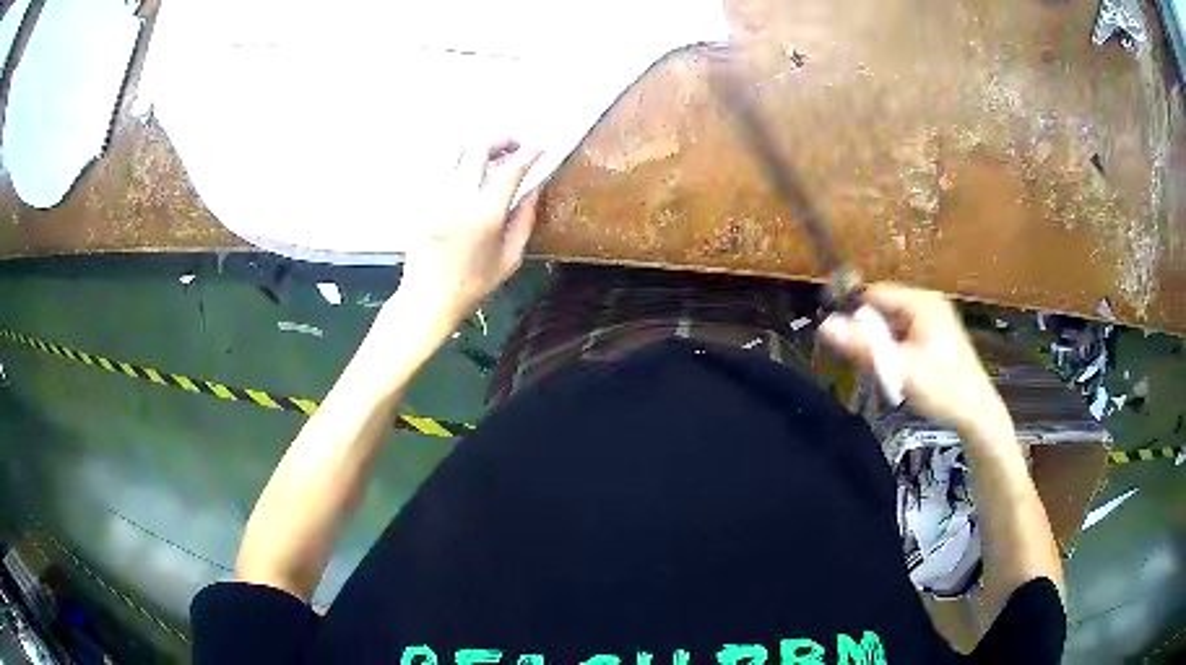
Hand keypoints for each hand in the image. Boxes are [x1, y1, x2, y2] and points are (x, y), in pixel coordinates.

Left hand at [395, 140, 541, 332]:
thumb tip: (533, 191)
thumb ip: (524, 221)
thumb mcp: (509, 259)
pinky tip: (471, 174)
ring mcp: (437, 196)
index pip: (510, 170)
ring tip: (493, 157)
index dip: (528, 154)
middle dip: (501, 140)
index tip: (540, 149)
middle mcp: (459, 197)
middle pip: (478, 148)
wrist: (427, 298)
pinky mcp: (424, 200)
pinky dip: (462, 163)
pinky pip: (445, 169)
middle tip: (514, 146)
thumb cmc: (472, 285)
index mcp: (485, 214)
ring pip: (457, 153)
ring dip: (479, 148)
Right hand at [818, 283, 1006, 431]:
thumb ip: (863, 348)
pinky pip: (905, 336)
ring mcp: (934, 319)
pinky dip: (897, 353)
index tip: (848, 345)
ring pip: (893, 325)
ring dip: (884, 348)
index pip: (875, 294)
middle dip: (872, 337)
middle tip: (871, 367)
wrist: (977, 414)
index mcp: (922, 302)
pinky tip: (901, 375)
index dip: (857, 316)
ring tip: (888, 375)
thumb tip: (825, 326)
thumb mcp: (900, 370)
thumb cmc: (941, 388)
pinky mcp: (937, 336)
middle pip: (884, 310)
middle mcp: (928, 303)